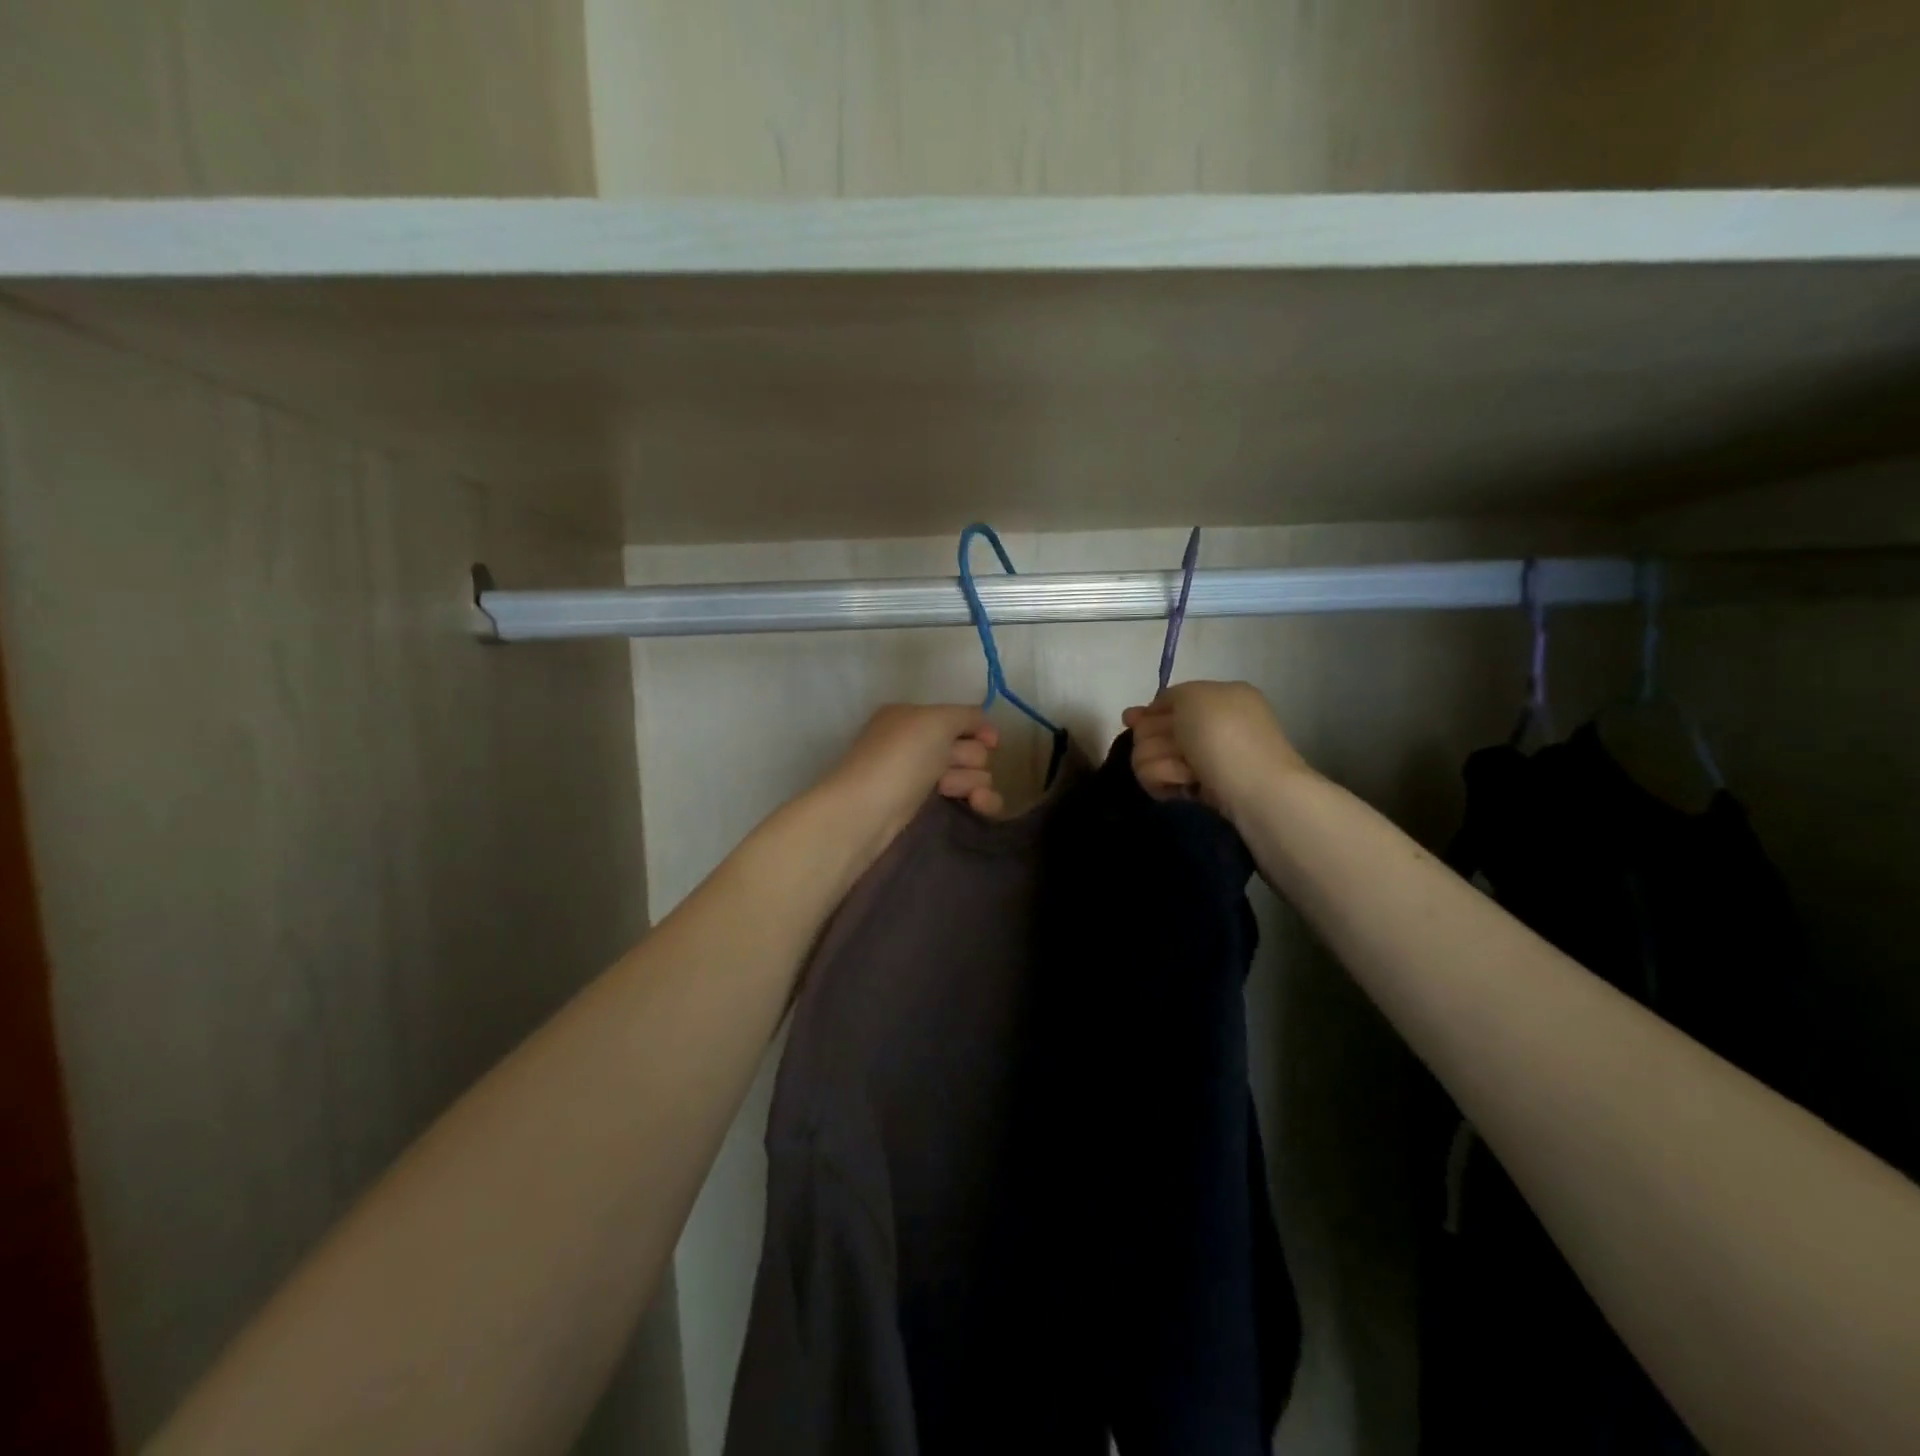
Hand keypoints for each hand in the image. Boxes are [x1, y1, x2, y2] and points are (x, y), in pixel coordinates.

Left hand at [822, 704, 1002, 853]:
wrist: (866, 812)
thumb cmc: (901, 758)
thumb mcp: (936, 720)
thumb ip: (967, 715)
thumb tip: (984, 725)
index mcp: (913, 717)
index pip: (960, 717)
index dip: (980, 728)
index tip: (993, 742)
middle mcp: (917, 744)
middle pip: (969, 746)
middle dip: (971, 758)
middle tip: (950, 768)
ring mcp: (921, 777)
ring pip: (972, 774)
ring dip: (973, 781)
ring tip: (950, 792)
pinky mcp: (927, 808)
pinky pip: (968, 798)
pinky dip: (981, 801)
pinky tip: (980, 806)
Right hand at [1121, 681, 1306, 820]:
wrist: (1255, 793)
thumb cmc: (1226, 736)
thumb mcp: (1194, 696)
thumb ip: (1168, 696)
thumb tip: (1149, 713)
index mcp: (1218, 699)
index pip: (1167, 703)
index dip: (1147, 712)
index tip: (1129, 719)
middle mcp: (1210, 728)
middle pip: (1152, 729)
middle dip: (1154, 739)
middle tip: (1175, 748)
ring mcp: (1202, 762)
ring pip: (1149, 755)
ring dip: (1161, 762)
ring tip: (1186, 773)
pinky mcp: (1194, 791)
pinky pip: (1160, 780)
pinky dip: (1167, 781)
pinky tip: (1184, 787)